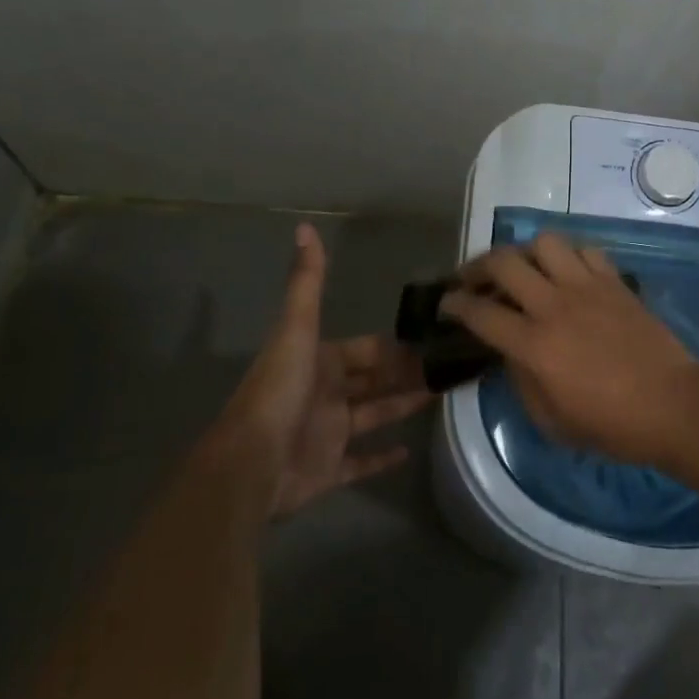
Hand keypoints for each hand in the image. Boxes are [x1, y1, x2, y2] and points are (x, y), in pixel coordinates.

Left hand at [206, 223, 430, 517]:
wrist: (250, 463)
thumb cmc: (279, 391)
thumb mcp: (296, 329)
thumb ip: (307, 282)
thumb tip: (304, 227)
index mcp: (321, 361)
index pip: (366, 349)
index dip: (395, 346)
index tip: (431, 340)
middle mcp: (326, 394)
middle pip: (374, 380)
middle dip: (406, 373)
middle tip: (448, 368)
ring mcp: (328, 434)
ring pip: (374, 415)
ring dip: (403, 406)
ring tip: (442, 397)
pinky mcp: (329, 471)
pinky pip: (361, 462)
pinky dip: (382, 459)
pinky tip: (409, 451)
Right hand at [439, 234, 695, 464]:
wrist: (673, 403)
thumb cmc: (612, 425)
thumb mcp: (552, 420)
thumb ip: (522, 381)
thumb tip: (511, 351)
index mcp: (534, 344)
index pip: (480, 313)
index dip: (455, 305)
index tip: (446, 303)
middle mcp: (554, 305)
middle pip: (504, 263)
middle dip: (478, 266)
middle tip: (473, 279)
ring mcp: (587, 287)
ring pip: (545, 243)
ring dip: (526, 253)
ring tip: (524, 269)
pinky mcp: (614, 281)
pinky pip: (584, 251)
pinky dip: (568, 257)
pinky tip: (567, 273)